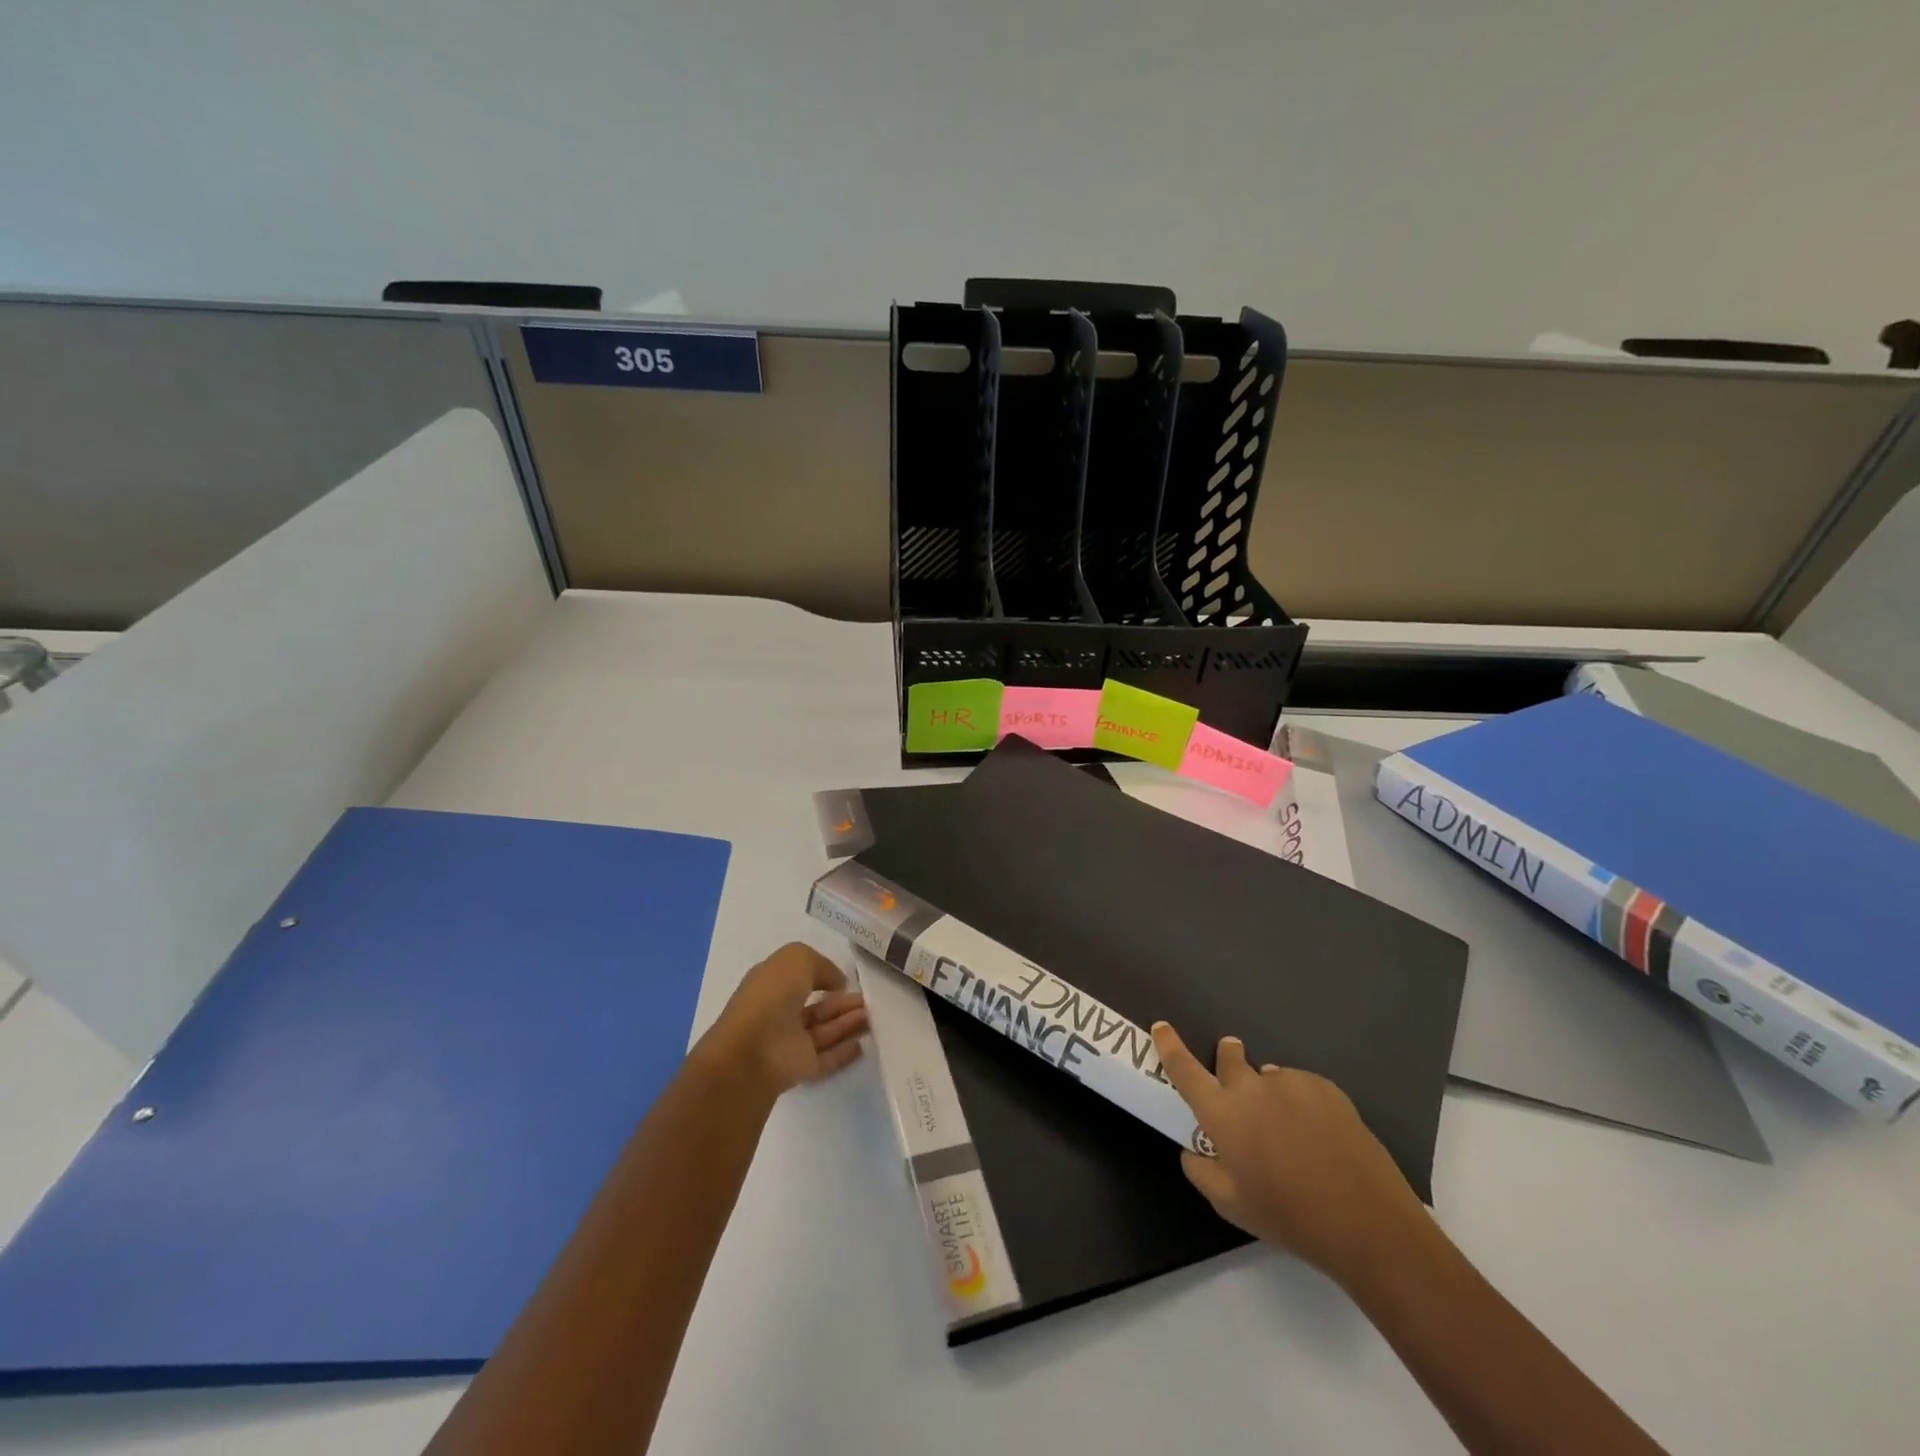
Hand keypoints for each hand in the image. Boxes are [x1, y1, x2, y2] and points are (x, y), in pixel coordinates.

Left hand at [698, 943, 868, 1098]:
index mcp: (772, 984)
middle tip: (869, 1000)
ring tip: (874, 1016)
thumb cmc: (771, 996)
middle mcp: (779, 1013)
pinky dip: (844, 1052)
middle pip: (817, 1007)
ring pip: (825, 1031)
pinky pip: (827, 1058)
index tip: (848, 978)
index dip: (823, 975)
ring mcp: (789, 1042)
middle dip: (843, 1002)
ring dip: (849, 1023)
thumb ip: (822, 965)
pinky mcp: (800, 1068)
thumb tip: (837, 984)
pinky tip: (863, 1045)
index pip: (800, 978)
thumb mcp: (797, 959)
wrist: (752, 1052)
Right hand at [1151, 1022, 1430, 1294]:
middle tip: (1233, 1077)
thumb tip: (1193, 1149)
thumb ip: (1201, 1171)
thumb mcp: (1231, 1206)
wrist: (1368, 1223)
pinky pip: (1300, 1085)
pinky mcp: (1325, 1088)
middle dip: (1226, 1058)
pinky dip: (1299, 1101)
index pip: (1184, 1069)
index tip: (1161, 1027)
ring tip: (1288, 1130)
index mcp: (1223, 1114)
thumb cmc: (1290, 1218)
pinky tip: (1318, 1135)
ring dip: (1267, 1091)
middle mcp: (1252, 1088)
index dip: (1169, 1045)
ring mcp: (1291, 1083)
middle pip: (1229, 1058)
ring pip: (1268, 1076)